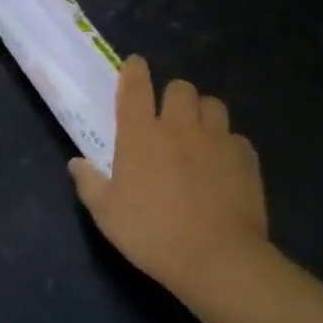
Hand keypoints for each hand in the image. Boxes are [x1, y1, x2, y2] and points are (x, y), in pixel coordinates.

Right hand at [69, 56, 273, 296]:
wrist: (217, 258)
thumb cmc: (152, 234)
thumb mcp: (107, 214)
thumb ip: (89, 184)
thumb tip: (76, 164)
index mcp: (140, 135)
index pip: (135, 88)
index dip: (134, 71)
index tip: (135, 64)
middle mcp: (179, 127)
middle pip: (180, 88)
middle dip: (173, 95)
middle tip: (168, 116)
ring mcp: (217, 140)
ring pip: (213, 105)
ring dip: (203, 113)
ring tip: (198, 133)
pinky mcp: (246, 159)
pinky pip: (236, 138)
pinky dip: (227, 144)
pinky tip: (223, 164)